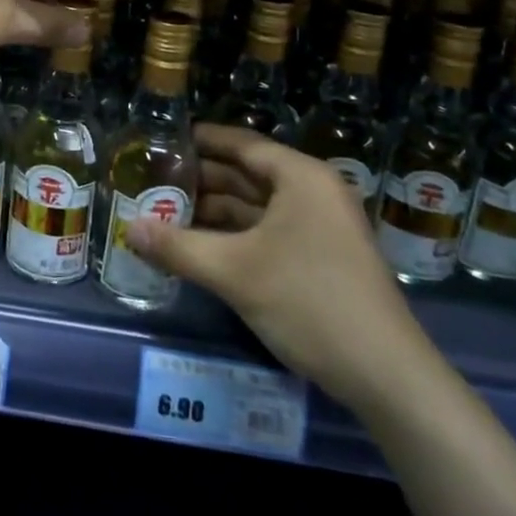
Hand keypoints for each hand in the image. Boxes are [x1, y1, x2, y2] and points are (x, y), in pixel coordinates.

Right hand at [127, 123, 441, 417]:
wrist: (387, 376)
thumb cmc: (309, 302)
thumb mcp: (235, 272)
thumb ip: (178, 247)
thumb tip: (127, 229)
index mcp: (301, 177)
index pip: (242, 144)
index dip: (202, 139)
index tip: (164, 139)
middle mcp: (314, 192)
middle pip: (248, 174)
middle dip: (202, 179)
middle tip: (155, 180)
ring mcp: (322, 226)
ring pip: (258, 206)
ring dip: (216, 210)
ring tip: (168, 212)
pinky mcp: (324, 258)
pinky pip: (270, 231)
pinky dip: (237, 234)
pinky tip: (203, 245)